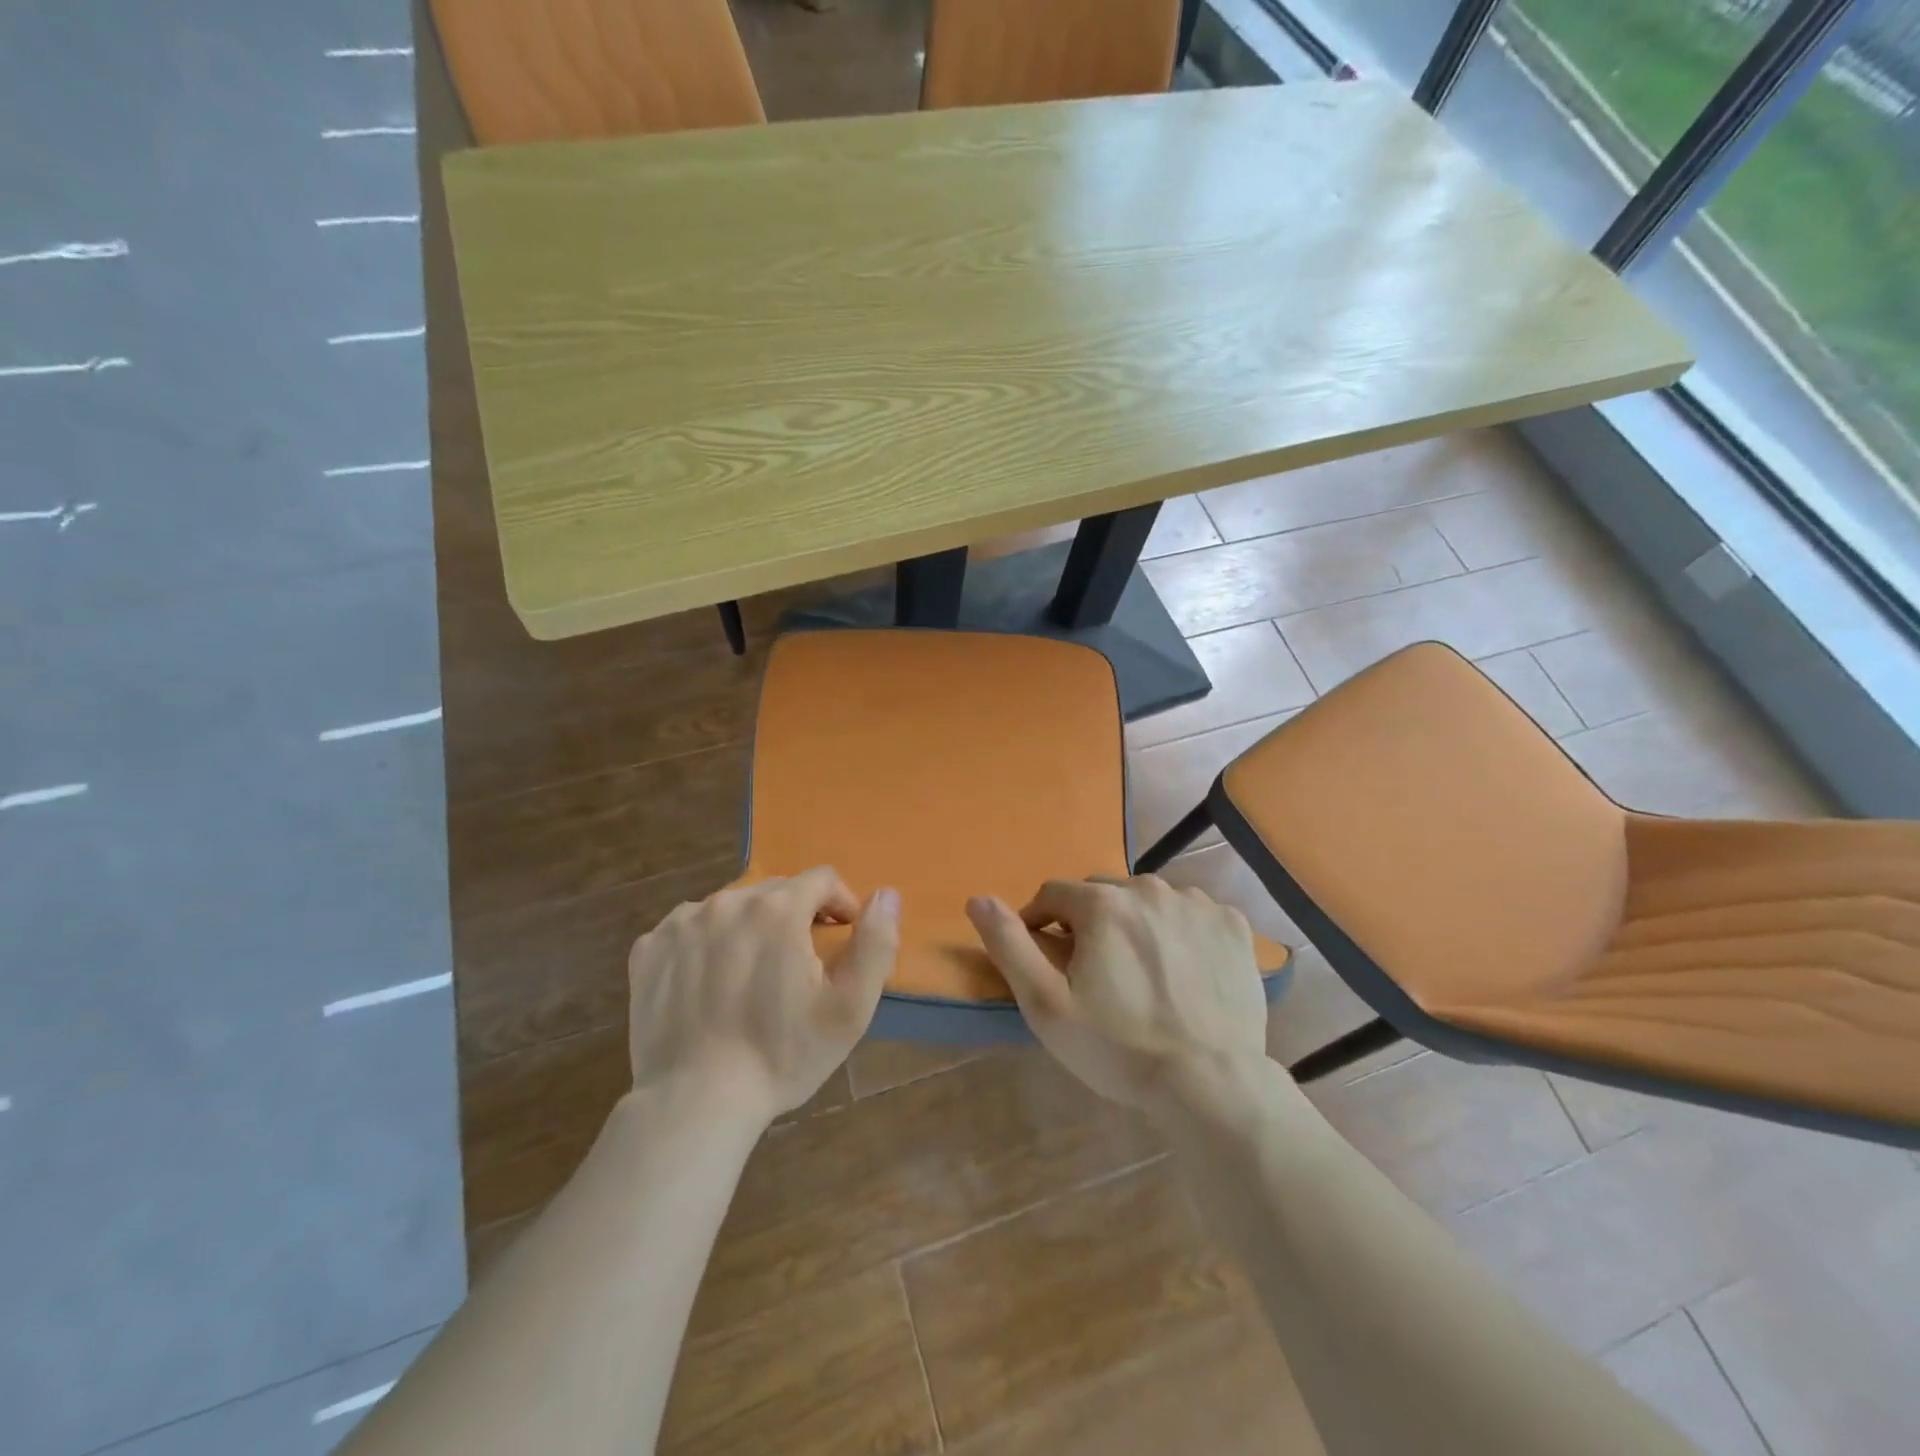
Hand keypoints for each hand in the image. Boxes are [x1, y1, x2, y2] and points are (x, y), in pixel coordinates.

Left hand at [628, 869, 898, 1122]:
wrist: (696, 1103)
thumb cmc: (782, 1054)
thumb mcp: (851, 1006)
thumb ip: (876, 942)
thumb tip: (886, 894)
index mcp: (779, 907)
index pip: (822, 879)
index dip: (840, 903)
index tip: (842, 936)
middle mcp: (728, 900)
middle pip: (776, 891)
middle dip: (796, 916)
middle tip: (800, 964)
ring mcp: (683, 922)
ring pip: (732, 908)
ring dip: (751, 927)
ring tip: (753, 975)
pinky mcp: (649, 949)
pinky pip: (690, 928)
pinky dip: (707, 943)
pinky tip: (710, 983)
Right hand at [966, 876, 1266, 1109]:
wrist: (1210, 1083)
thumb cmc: (1118, 1046)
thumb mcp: (1046, 1004)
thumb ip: (1010, 945)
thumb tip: (978, 899)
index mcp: (1102, 903)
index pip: (1053, 893)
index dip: (1040, 922)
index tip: (1046, 957)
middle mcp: (1149, 888)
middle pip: (1102, 894)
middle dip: (1089, 922)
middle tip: (1095, 971)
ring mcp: (1196, 904)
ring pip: (1148, 901)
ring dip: (1135, 923)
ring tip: (1140, 972)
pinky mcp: (1232, 925)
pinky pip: (1192, 914)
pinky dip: (1180, 932)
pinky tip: (1183, 970)